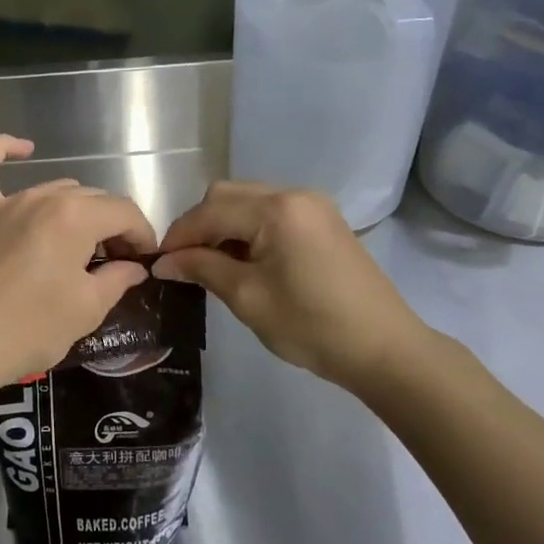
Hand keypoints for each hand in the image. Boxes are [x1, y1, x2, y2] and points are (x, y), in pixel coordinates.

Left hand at [0, 135, 157, 405]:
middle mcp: (43, 197)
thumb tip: (133, 267)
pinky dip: (1, 150)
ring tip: (81, 246)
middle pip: (93, 199)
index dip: (142, 235)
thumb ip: (117, 279)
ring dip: (77, 210)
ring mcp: (6, 202)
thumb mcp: (87, 309)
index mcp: (76, 217)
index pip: (124, 212)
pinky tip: (23, 148)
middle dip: (113, 226)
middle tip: (116, 263)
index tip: (144, 262)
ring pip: (55, 190)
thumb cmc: (29, 329)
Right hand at [153, 180, 438, 400]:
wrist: (385, 349)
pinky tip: (244, 260)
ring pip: (248, 201)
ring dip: (223, 226)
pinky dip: (248, 230)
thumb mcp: (247, 298)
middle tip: (185, 263)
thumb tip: (163, 262)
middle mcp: (294, 194)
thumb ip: (202, 269)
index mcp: (276, 209)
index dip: (179, 236)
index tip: (157, 263)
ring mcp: (313, 205)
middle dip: (200, 225)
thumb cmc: (311, 325)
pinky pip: (271, 212)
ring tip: (212, 265)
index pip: (209, 211)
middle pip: (227, 195)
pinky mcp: (323, 221)